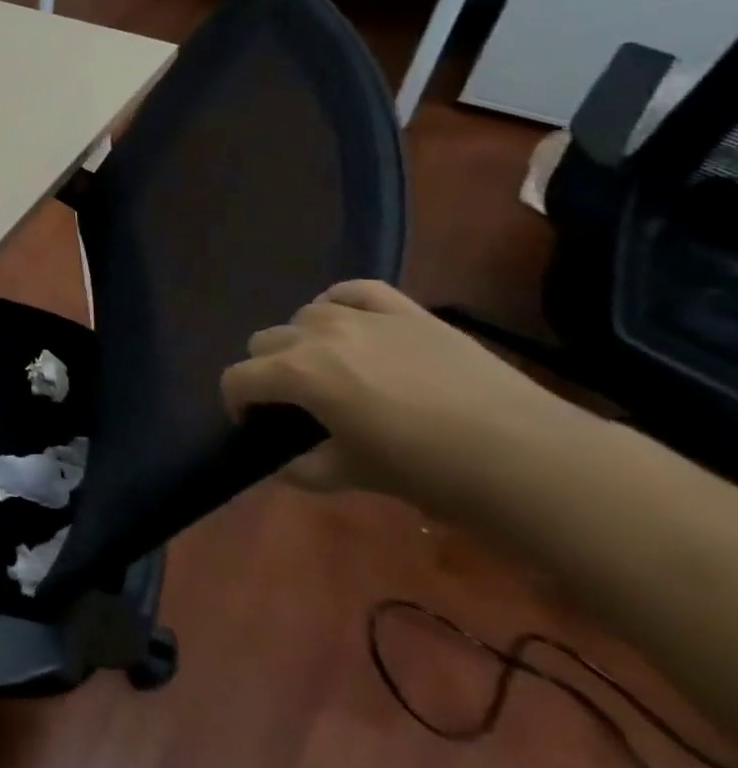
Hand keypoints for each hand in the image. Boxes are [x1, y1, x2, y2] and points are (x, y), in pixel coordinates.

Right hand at [221, 280, 584, 515]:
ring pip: (305, 315)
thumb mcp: (355, 476)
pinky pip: (355, 291)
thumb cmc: (429, 470)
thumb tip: (285, 465)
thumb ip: (306, 468)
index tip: (255, 427)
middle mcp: (318, 334)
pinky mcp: (408, 312)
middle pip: (264, 341)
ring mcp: (365, 317)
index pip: (239, 378)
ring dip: (303, 341)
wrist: (530, 458)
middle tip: (295, 404)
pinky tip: (350, 324)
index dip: (237, 403)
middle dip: (268, 372)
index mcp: (297, 374)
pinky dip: (340, 304)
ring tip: (330, 369)